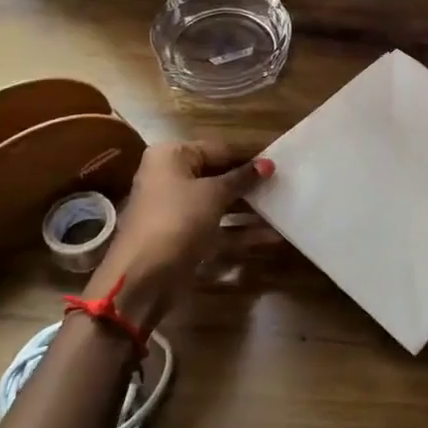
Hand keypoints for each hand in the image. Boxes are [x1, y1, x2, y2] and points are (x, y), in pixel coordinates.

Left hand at [94, 141, 272, 325]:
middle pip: (218, 175)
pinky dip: (240, 231)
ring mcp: (177, 210)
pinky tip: (272, 235)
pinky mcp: (185, 238)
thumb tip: (268, 164)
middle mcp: (171, 178)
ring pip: (219, 203)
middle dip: (249, 182)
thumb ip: (242, 178)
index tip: (279, 161)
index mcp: (171, 156)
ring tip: (283, 205)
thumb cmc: (177, 220)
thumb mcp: (213, 194)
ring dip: (249, 207)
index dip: (249, 156)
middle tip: (284, 184)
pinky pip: (217, 227)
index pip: (219, 149)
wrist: (143, 278)